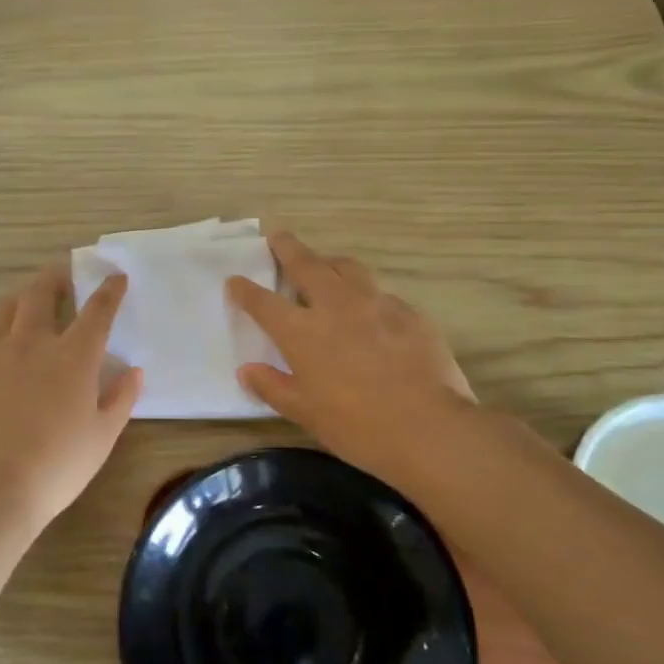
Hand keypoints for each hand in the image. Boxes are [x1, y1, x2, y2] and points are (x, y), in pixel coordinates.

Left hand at [0, 266, 142, 531]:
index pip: (97, 311)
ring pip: (9, 306)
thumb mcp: (102, 437)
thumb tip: (135, 371)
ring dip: (25, 296)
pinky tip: (1, 340)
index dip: (109, 291)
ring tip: (30, 300)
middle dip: (57, 277)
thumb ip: (121, 399)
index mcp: (74, 356)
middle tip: (64, 274)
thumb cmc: (56, 466)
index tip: (115, 277)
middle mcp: (34, 341)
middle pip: (43, 292)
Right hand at [227, 231, 476, 494]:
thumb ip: (273, 387)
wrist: (428, 428)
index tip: (234, 280)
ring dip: (330, 261)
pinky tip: (372, 308)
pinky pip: (382, 293)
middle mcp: (335, 306)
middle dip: (288, 248)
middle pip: (306, 264)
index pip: (263, 302)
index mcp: (302, 332)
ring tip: (325, 263)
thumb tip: (247, 371)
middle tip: (278, 235)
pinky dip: (367, 293)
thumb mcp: (305, 414)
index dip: (245, 290)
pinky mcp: (410, 313)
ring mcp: (376, 304)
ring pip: (348, 268)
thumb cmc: (356, 427)